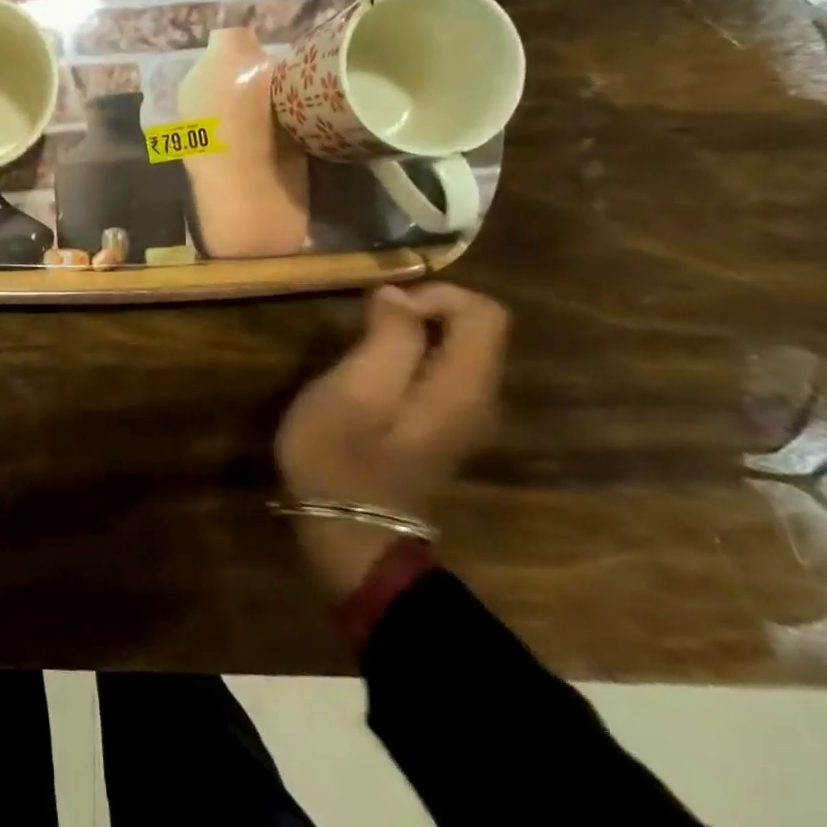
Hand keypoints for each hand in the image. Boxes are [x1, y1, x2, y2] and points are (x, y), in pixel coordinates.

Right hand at [274, 282, 508, 597]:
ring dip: (412, 333)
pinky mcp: (443, 427)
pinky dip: (411, 356)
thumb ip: (388, 337)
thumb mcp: (354, 388)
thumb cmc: (341, 456)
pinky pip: (442, 370)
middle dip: (421, 311)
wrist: (347, 532)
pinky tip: (371, 373)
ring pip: (457, 348)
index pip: (484, 312)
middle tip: (364, 326)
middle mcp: (480, 399)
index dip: (435, 294)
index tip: (383, 307)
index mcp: (464, 387)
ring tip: (362, 346)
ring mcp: (465, 417)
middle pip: (475, 328)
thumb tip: (398, 295)